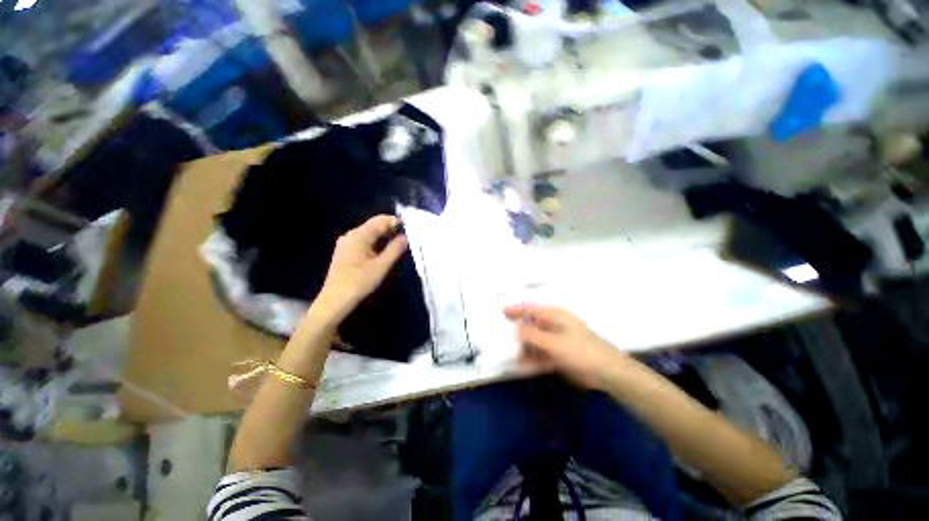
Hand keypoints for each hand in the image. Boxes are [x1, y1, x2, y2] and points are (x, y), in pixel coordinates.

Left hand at [313, 215, 408, 323]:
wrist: (334, 300)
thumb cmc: (359, 282)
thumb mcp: (381, 266)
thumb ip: (395, 249)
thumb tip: (405, 236)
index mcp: (359, 235)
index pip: (381, 220)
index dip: (396, 222)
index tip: (410, 229)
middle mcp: (351, 235)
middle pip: (375, 226)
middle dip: (391, 230)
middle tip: (407, 238)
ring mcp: (346, 243)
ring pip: (370, 235)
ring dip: (385, 238)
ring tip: (399, 245)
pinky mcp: (346, 252)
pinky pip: (365, 242)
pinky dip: (376, 244)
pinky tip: (385, 253)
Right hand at [504, 304, 628, 389]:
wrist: (607, 372)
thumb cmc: (581, 351)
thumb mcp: (553, 342)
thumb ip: (532, 335)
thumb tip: (515, 328)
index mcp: (554, 316)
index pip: (530, 309)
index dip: (515, 309)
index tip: (500, 311)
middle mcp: (553, 325)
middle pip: (530, 325)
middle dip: (517, 331)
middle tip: (501, 337)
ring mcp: (556, 340)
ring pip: (534, 341)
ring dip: (523, 347)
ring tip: (509, 354)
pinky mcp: (559, 354)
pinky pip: (540, 354)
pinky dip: (532, 358)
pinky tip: (522, 365)